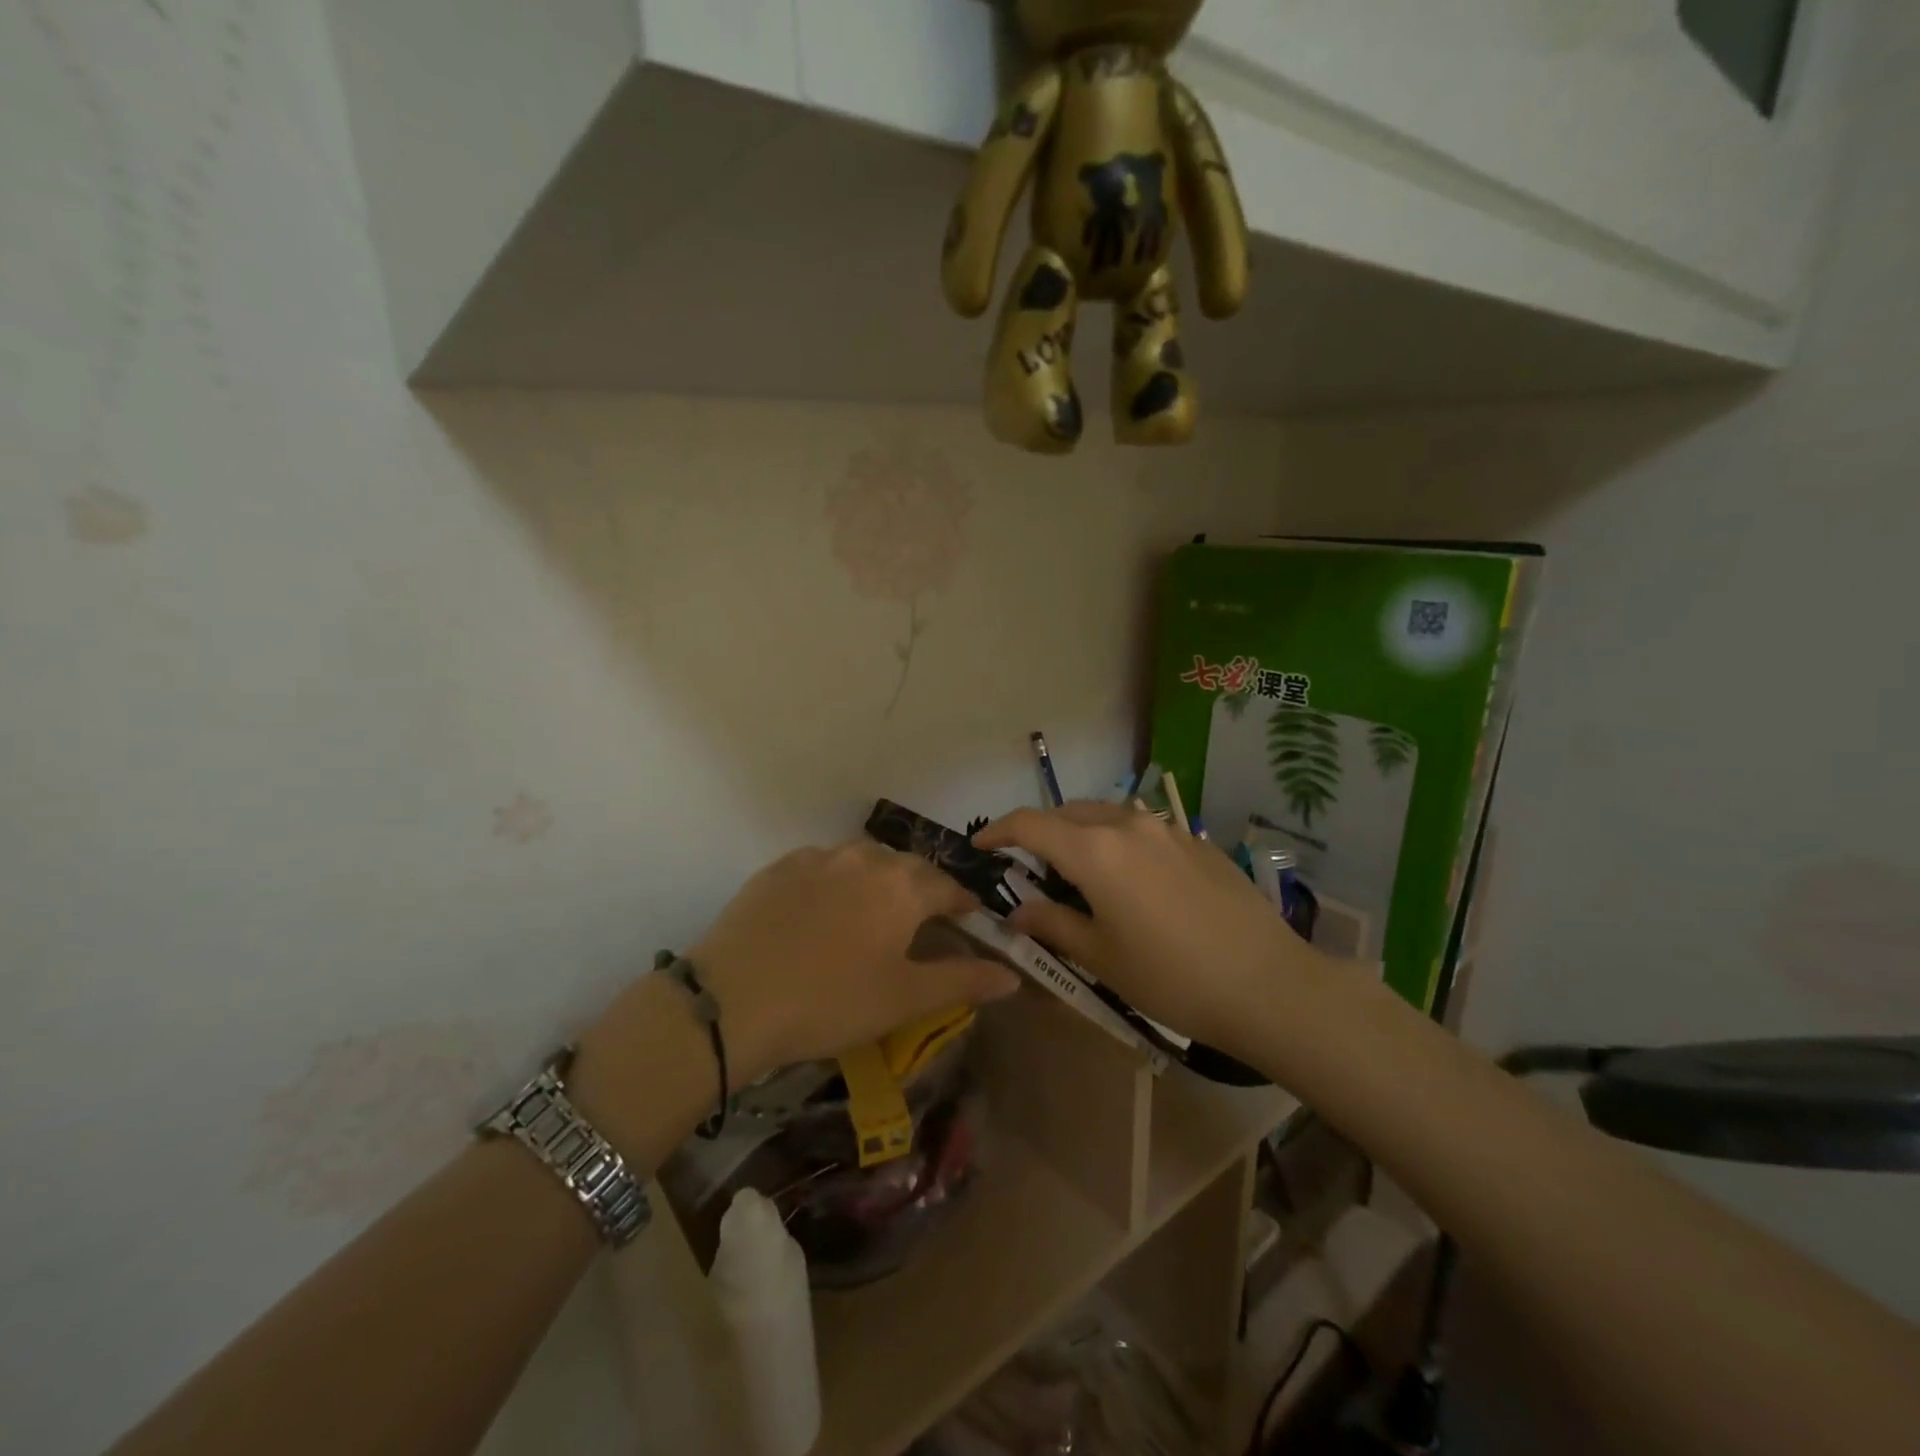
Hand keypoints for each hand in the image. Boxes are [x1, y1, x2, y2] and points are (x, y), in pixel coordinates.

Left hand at [597, 842, 1020, 1087]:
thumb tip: (1012, 975)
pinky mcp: (779, 867)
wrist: (733, 1000)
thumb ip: (962, 981)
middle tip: (922, 920)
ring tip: (874, 912)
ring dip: (878, 880)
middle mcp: (866, 858)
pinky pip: (822, 865)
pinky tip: (823, 909)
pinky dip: (836, 880)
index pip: (949, 887)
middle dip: (922, 889)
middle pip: (907, 867)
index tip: (970, 919)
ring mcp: (818, 858)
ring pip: (864, 860)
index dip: (963, 904)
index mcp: (903, 887)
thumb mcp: (904, 999)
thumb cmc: (831, 1001)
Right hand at [975, 802, 1328, 1056]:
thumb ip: (1053, 924)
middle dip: (1041, 832)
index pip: (1031, 824)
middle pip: (1068, 813)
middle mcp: (1128, 825)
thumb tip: (1020, 910)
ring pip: (1107, 816)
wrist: (1269, 985)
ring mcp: (1168, 829)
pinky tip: (1132, 881)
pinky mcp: (1198, 842)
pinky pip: (1143, 830)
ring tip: (1079, 872)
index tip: (981, 846)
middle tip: (1029, 866)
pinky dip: (1119, 843)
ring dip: (1082, 834)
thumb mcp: (1101, 957)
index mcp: (1095, 851)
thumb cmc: (1172, 978)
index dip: (999, 831)